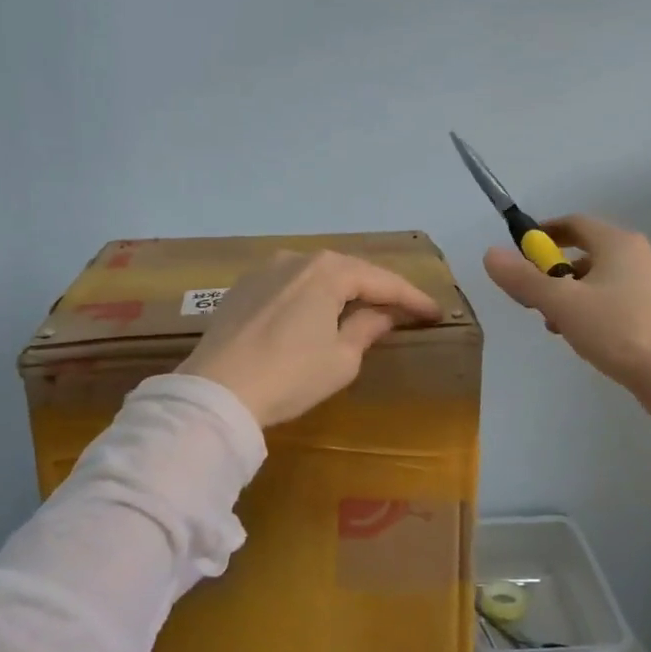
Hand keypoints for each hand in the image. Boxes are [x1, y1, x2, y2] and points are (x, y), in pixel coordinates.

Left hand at [178, 250, 443, 428]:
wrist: (215, 392)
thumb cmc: (290, 376)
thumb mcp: (341, 359)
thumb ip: (366, 328)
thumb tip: (381, 314)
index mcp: (328, 271)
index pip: (382, 281)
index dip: (412, 299)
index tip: (435, 313)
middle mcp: (297, 259)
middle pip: (349, 272)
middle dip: (378, 290)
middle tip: (405, 309)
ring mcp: (265, 270)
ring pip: (317, 276)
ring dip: (343, 292)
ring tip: (365, 309)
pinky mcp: (242, 288)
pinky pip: (290, 286)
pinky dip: (312, 297)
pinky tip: (318, 314)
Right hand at [483, 215, 650, 427]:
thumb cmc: (618, 330)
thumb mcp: (561, 304)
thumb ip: (524, 279)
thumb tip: (490, 254)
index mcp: (618, 244)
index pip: (575, 223)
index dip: (545, 233)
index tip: (521, 250)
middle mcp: (641, 257)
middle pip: (588, 253)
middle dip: (555, 272)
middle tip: (534, 298)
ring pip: (603, 281)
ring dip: (573, 296)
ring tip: (557, 326)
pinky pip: (619, 302)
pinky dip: (596, 311)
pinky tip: (588, 340)